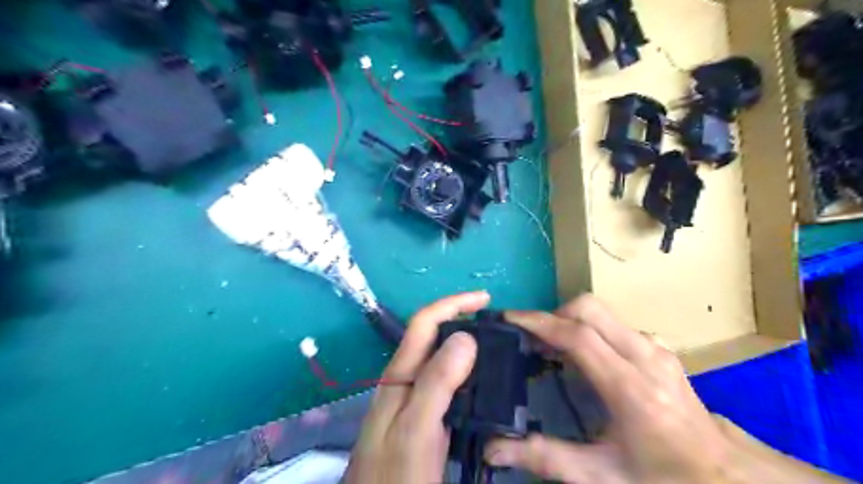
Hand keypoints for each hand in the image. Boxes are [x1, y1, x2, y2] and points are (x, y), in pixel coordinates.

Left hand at [347, 292, 491, 482]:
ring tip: (496, 348)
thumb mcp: (416, 427)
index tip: (485, 299)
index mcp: (400, 374)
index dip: (452, 304)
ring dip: (466, 346)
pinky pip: (448, 384)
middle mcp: (406, 379)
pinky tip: (484, 383)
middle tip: (496, 326)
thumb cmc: (395, 474)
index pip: (424, 323)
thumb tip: (465, 336)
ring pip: (441, 359)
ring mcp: (414, 399)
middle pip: (433, 336)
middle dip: (462, 320)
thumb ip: (437, 382)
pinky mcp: (424, 416)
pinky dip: (468, 374)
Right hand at [485, 295, 741, 482]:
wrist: (725, 476)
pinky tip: (581, 354)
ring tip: (550, 347)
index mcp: (631, 390)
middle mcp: (645, 358)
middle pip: (590, 309)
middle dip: (553, 315)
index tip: (510, 319)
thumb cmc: (662, 477)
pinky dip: (587, 327)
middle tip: (532, 340)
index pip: (578, 337)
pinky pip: (613, 323)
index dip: (539, 323)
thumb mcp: (602, 476)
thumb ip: (546, 458)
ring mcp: (655, 348)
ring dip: (569, 320)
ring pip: (602, 312)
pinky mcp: (658, 348)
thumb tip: (493, 449)